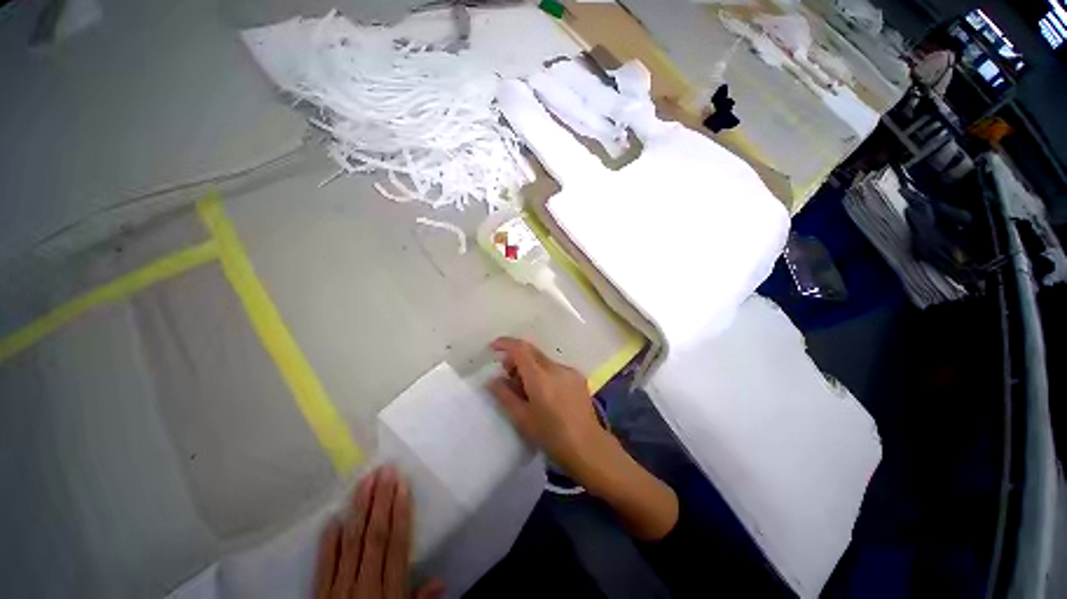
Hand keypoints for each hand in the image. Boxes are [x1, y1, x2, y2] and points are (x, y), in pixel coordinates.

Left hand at [314, 466, 443, 598]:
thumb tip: (440, 580)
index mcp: (389, 592)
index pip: (397, 544)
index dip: (401, 513)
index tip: (402, 485)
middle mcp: (364, 586)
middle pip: (375, 537)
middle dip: (381, 502)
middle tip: (385, 471)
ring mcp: (338, 591)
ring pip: (351, 543)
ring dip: (359, 511)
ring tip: (364, 482)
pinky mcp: (318, 597)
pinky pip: (324, 566)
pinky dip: (328, 543)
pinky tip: (332, 519)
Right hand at [488, 337, 608, 476]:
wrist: (588, 446)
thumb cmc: (551, 435)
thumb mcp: (522, 418)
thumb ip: (504, 395)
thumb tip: (492, 379)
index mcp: (540, 377)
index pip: (520, 348)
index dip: (505, 343)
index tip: (493, 348)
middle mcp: (555, 367)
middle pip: (532, 351)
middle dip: (516, 356)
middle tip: (506, 374)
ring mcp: (569, 371)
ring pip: (543, 359)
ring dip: (530, 366)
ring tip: (524, 387)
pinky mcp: (578, 377)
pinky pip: (555, 367)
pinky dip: (544, 372)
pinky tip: (544, 391)